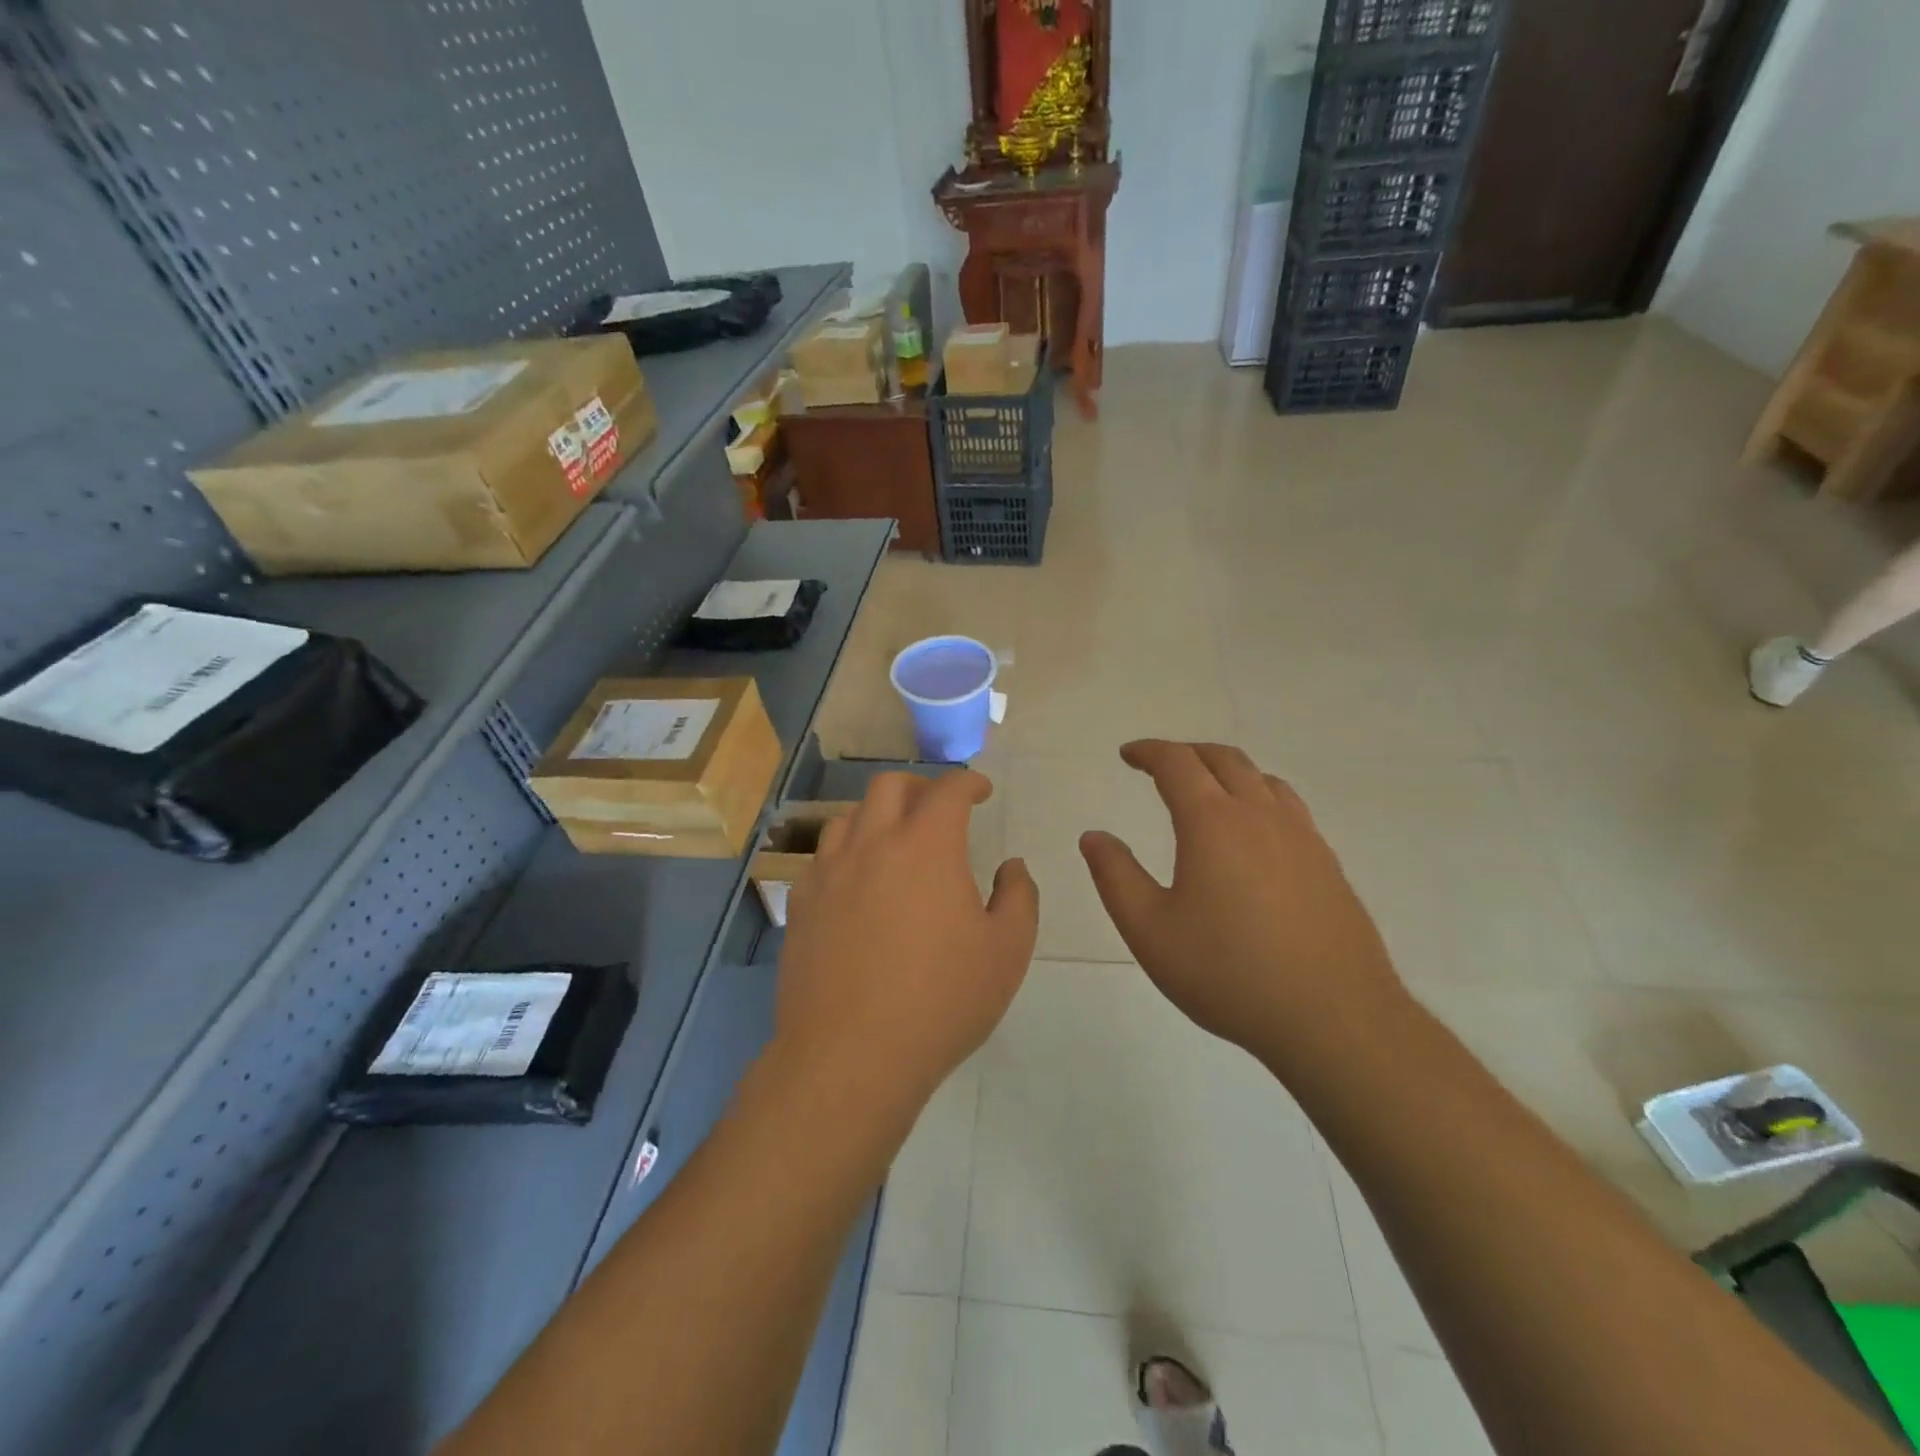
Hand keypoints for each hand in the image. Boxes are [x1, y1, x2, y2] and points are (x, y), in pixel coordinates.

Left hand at [775, 771, 1038, 1119]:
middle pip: (889, 786)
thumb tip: (1011, 866)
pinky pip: (822, 857)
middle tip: (938, 808)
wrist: (851, 1056)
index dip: (968, 782)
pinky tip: (857, 882)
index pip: (947, 789)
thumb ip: (1019, 897)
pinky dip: (847, 852)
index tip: (980, 791)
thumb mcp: (1006, 952)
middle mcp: (872, 844)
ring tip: (895, 841)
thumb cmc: (940, 1002)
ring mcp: (829, 872)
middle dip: (920, 786)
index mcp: (926, 846)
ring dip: (878, 815)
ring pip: (849, 816)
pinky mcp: (800, 903)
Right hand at [1079, 741, 1406, 1074]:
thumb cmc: (1228, 973)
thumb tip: (1094, 837)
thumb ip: (1116, 877)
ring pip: (1262, 779)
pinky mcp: (1327, 864)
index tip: (1127, 755)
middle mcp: (1260, 816)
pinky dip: (1259, 796)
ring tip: (1206, 790)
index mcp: (1213, 823)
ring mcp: (1302, 837)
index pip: (1177, 763)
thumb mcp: (1150, 931)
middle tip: (1160, 766)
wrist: (1334, 1018)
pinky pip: (1288, 807)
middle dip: (1186, 753)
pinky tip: (1254, 832)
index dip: (1148, 751)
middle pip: (1223, 759)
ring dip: (1226, 770)